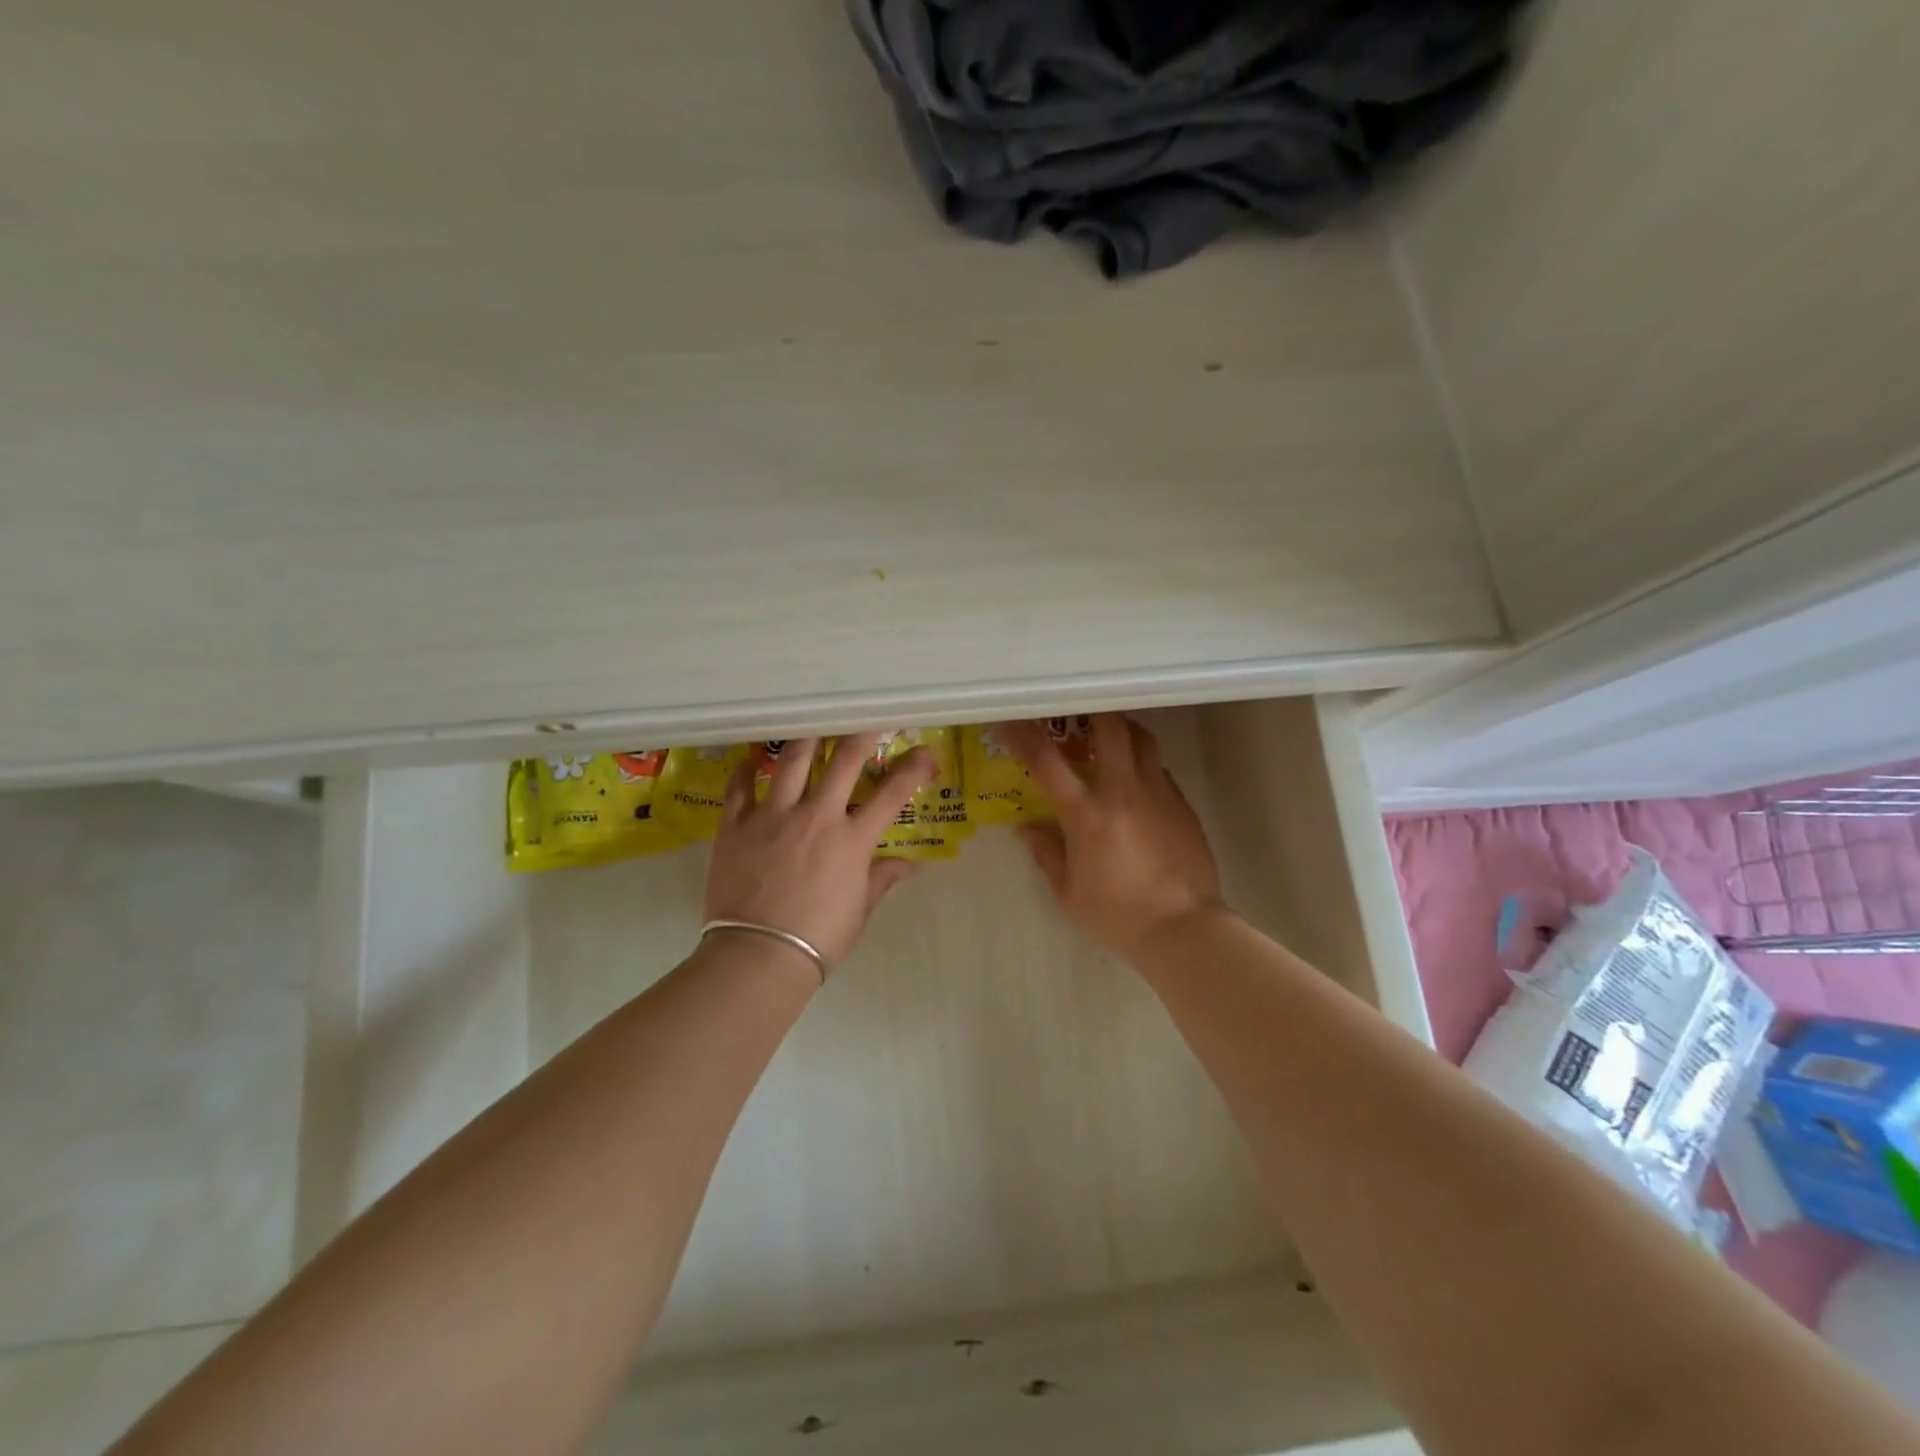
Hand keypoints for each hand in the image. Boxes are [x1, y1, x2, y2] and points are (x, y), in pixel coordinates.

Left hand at [703, 734, 937, 971]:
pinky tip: (751, 759)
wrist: (758, 955)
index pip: (892, 795)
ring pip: (792, 762)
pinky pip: (740, 788)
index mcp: (851, 840)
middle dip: (860, 735)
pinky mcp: (736, 826)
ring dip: (807, 739)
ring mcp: (773, 816)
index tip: (924, 751)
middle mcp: (816, 816)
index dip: (913, 769)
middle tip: (866, 719)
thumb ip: (880, 880)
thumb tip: (907, 866)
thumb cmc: (818, 939)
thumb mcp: (859, 911)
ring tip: (812, 723)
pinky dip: (746, 769)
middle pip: (844, 761)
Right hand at [999, 714, 1225, 959]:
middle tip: (1080, 711)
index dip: (1024, 736)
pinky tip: (1138, 784)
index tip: (1011, 720)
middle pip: (1111, 729)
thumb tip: (1027, 828)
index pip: (1047, 763)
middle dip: (1093, 712)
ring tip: (1113, 734)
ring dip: (1125, 730)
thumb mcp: (1068, 892)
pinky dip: (1144, 765)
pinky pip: (1160, 770)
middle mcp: (1122, 792)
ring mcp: (1158, 794)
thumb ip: (1046, 853)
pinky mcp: (1182, 805)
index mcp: (1086, 814)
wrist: (1183, 928)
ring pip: (1143, 741)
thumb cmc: (1117, 914)